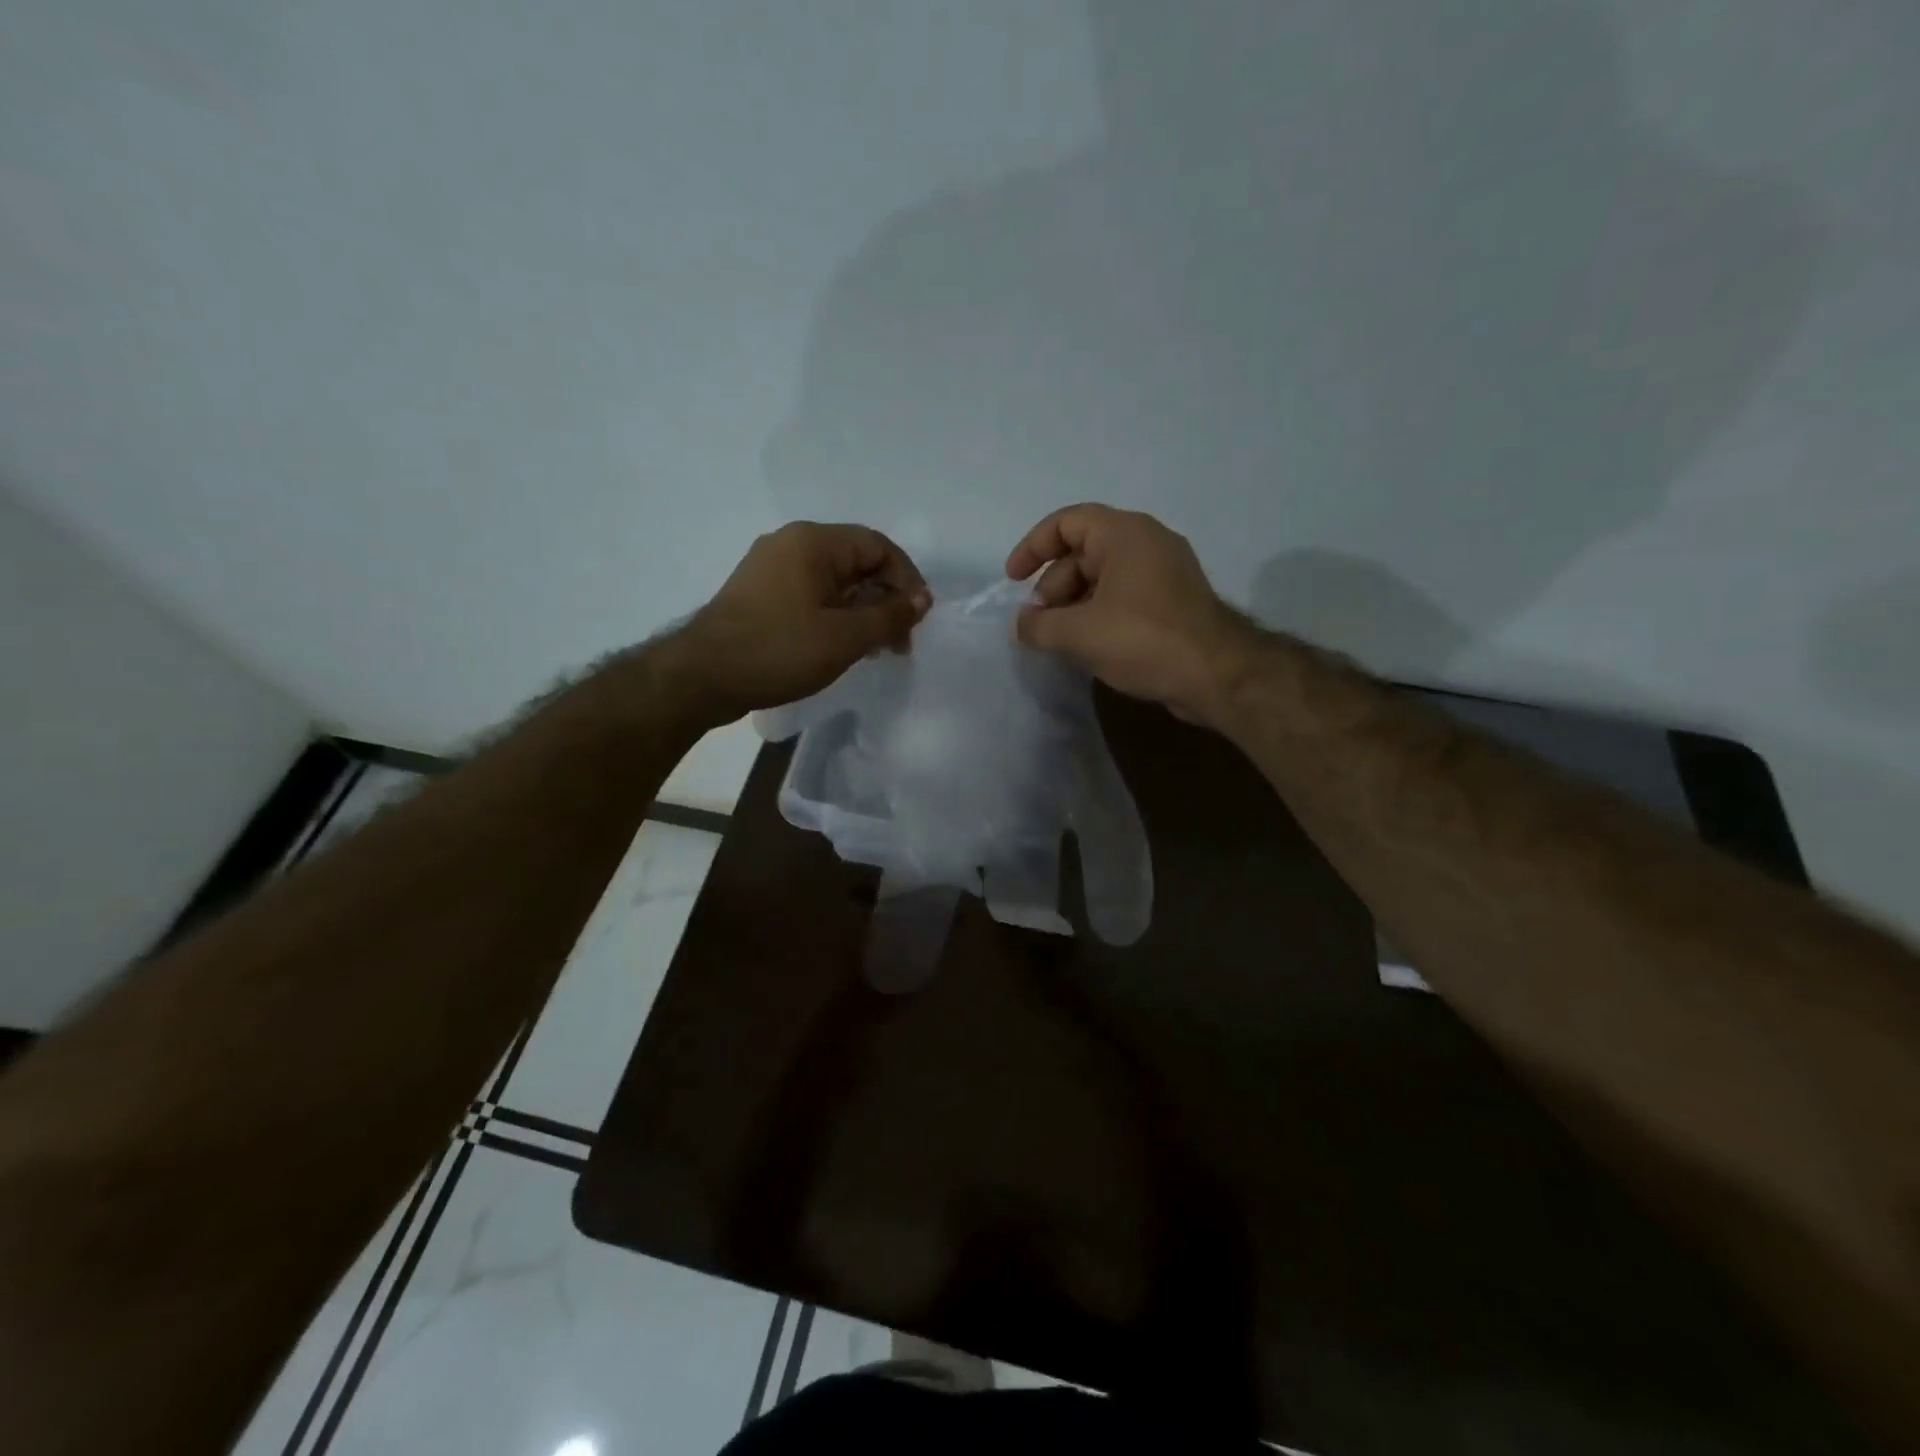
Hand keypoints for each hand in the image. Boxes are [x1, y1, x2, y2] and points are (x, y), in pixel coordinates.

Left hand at [669, 522, 929, 723]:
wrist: (702, 677)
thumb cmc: (779, 650)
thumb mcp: (845, 637)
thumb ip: (890, 615)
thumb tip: (921, 599)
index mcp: (813, 541)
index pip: (878, 546)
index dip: (907, 579)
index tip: (918, 618)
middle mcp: (791, 543)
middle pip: (856, 562)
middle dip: (885, 599)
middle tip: (899, 641)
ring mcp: (771, 568)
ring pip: (834, 581)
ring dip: (862, 611)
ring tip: (875, 649)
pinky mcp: (760, 594)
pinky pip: (811, 594)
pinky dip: (835, 616)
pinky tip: (842, 646)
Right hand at [1006, 504, 1254, 726]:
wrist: (1217, 675)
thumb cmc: (1143, 640)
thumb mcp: (1078, 633)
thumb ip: (1038, 626)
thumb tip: (1022, 624)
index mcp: (1125, 534)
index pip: (1067, 522)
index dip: (1033, 547)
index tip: (1013, 580)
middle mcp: (1147, 542)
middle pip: (1083, 552)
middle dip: (1053, 587)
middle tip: (1039, 623)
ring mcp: (1165, 572)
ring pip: (1103, 578)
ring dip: (1074, 605)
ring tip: (1060, 640)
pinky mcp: (1174, 602)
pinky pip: (1124, 596)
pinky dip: (1099, 614)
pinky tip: (1088, 646)